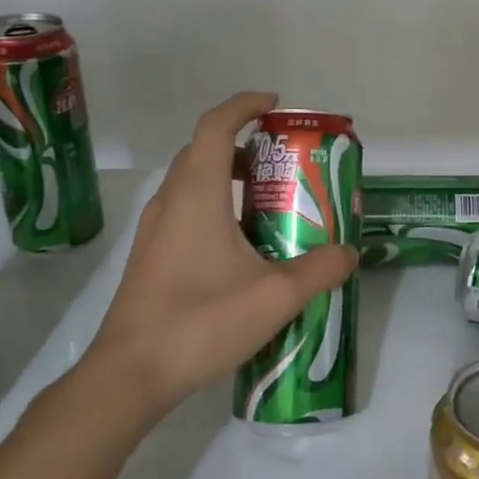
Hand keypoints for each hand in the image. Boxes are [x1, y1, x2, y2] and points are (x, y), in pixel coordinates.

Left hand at [83, 91, 356, 418]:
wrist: (130, 374)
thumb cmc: (200, 322)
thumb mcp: (275, 296)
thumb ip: (319, 269)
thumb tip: (348, 253)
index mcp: (196, 194)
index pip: (216, 126)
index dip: (244, 106)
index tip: (274, 104)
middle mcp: (170, 202)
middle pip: (204, 151)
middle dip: (244, 144)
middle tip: (284, 161)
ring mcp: (155, 230)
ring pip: (193, 183)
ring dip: (229, 177)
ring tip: (270, 200)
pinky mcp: (151, 256)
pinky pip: (187, 210)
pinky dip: (216, 206)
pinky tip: (243, 245)